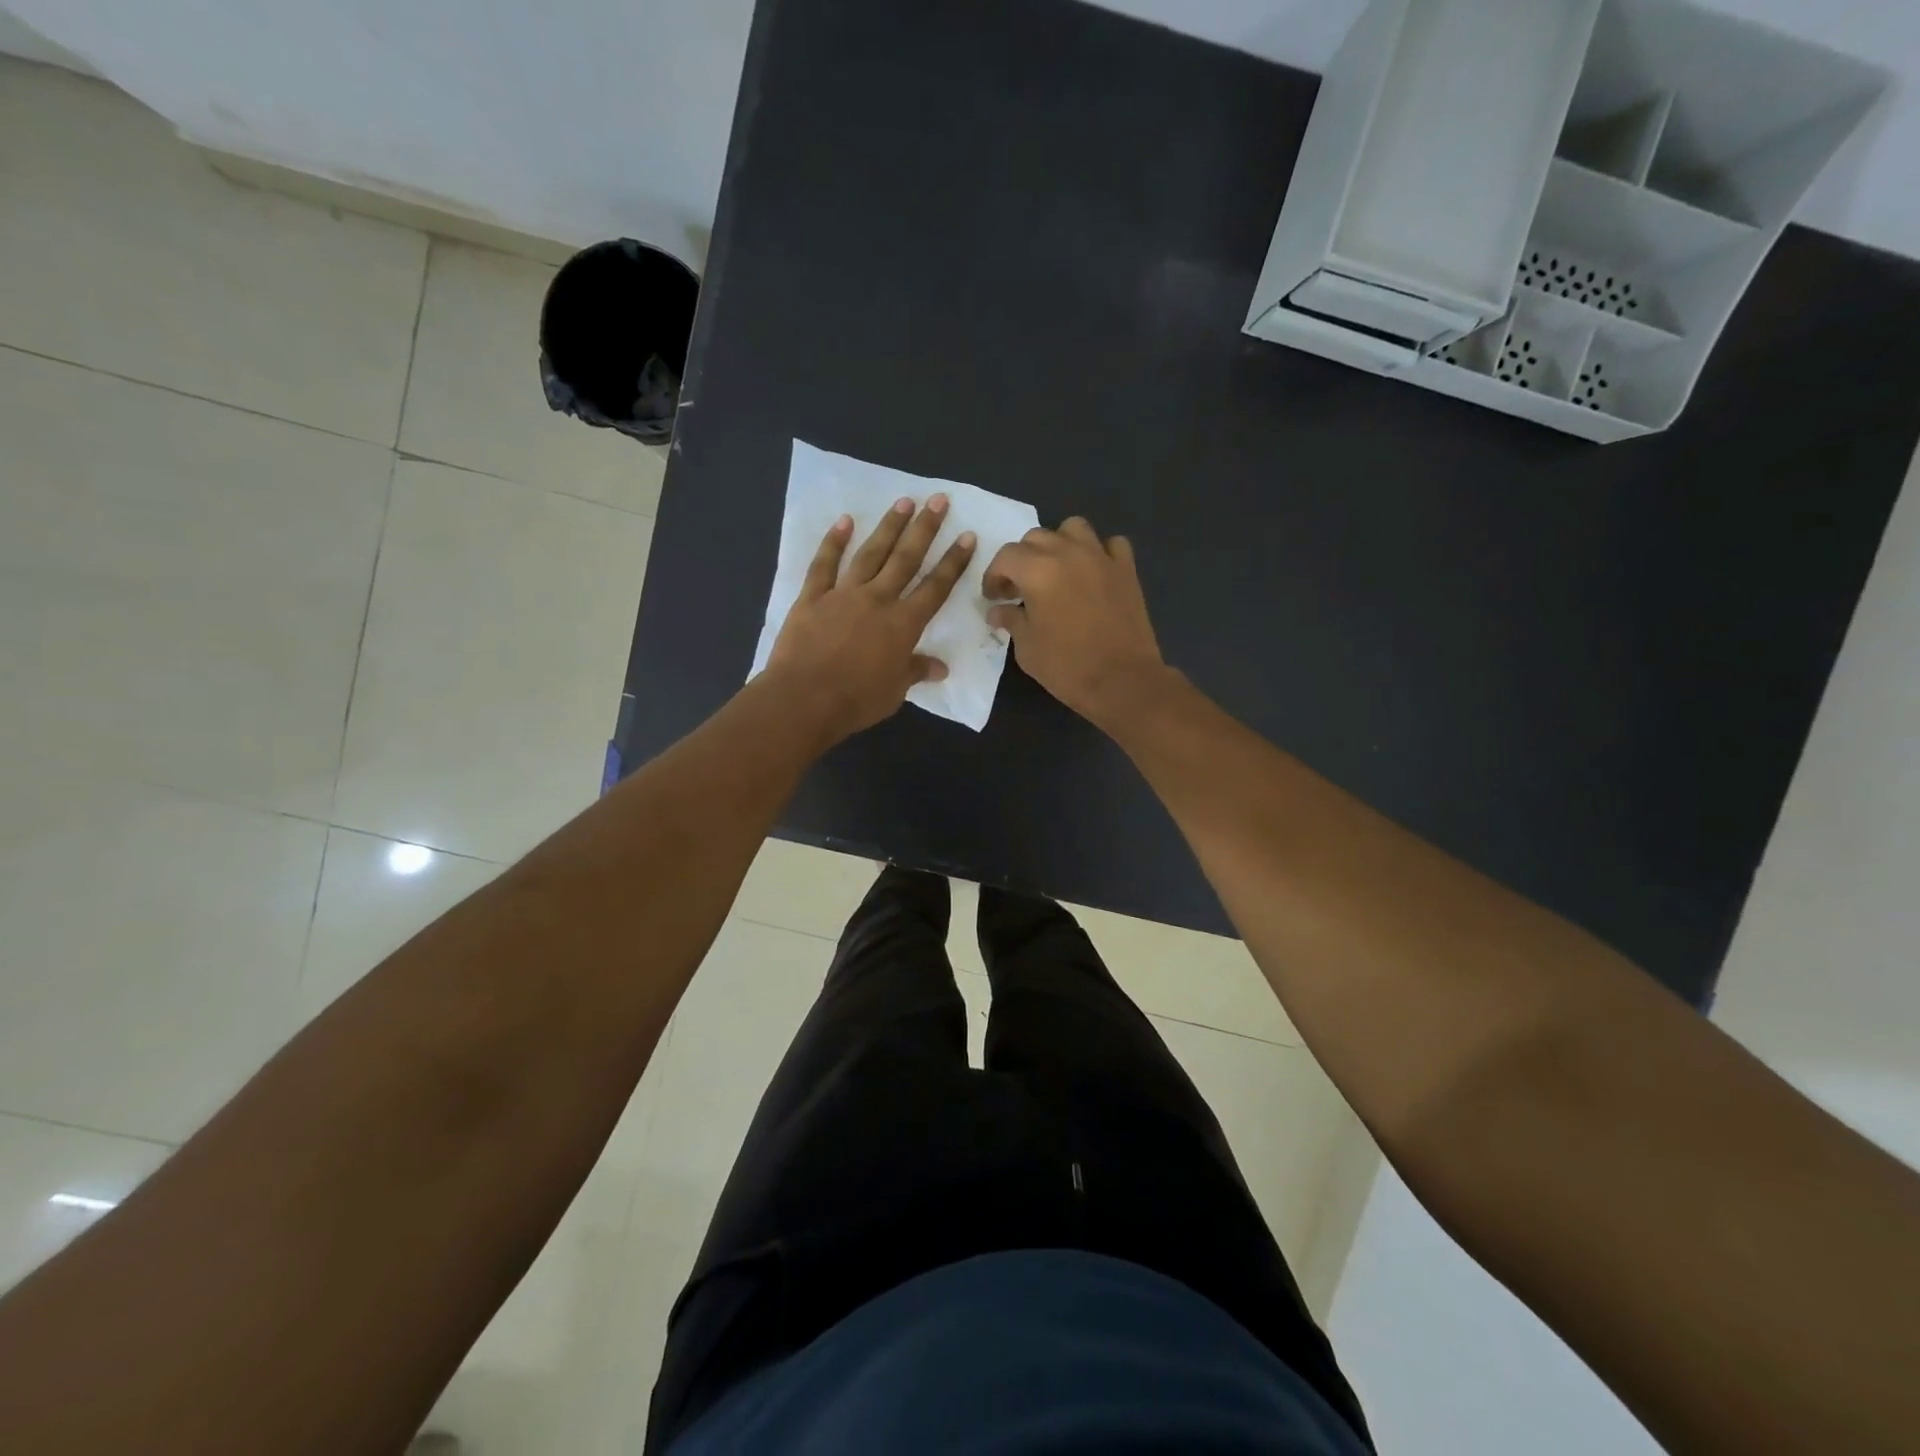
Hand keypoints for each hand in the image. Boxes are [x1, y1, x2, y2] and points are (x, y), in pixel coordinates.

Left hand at [768, 495, 975, 743]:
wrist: (804, 699)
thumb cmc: (856, 700)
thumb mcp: (894, 691)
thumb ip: (915, 672)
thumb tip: (940, 668)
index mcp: (903, 624)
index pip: (935, 587)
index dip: (953, 563)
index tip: (966, 537)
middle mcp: (877, 600)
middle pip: (906, 559)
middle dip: (925, 529)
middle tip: (938, 500)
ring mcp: (843, 594)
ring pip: (870, 553)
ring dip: (888, 527)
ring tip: (903, 502)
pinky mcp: (812, 597)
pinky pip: (824, 565)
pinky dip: (833, 542)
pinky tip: (844, 521)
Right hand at [984, 517, 1169, 728]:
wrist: (1123, 681)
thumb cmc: (1067, 667)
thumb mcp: (1027, 648)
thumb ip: (1011, 620)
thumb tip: (998, 611)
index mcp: (1037, 570)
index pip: (1006, 557)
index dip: (994, 576)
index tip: (994, 597)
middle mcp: (1068, 553)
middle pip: (1036, 537)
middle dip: (1022, 559)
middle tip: (1020, 588)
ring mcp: (1101, 557)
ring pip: (1073, 528)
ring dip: (1059, 544)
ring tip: (1056, 570)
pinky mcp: (1126, 569)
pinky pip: (1110, 544)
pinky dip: (1099, 552)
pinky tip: (1093, 573)